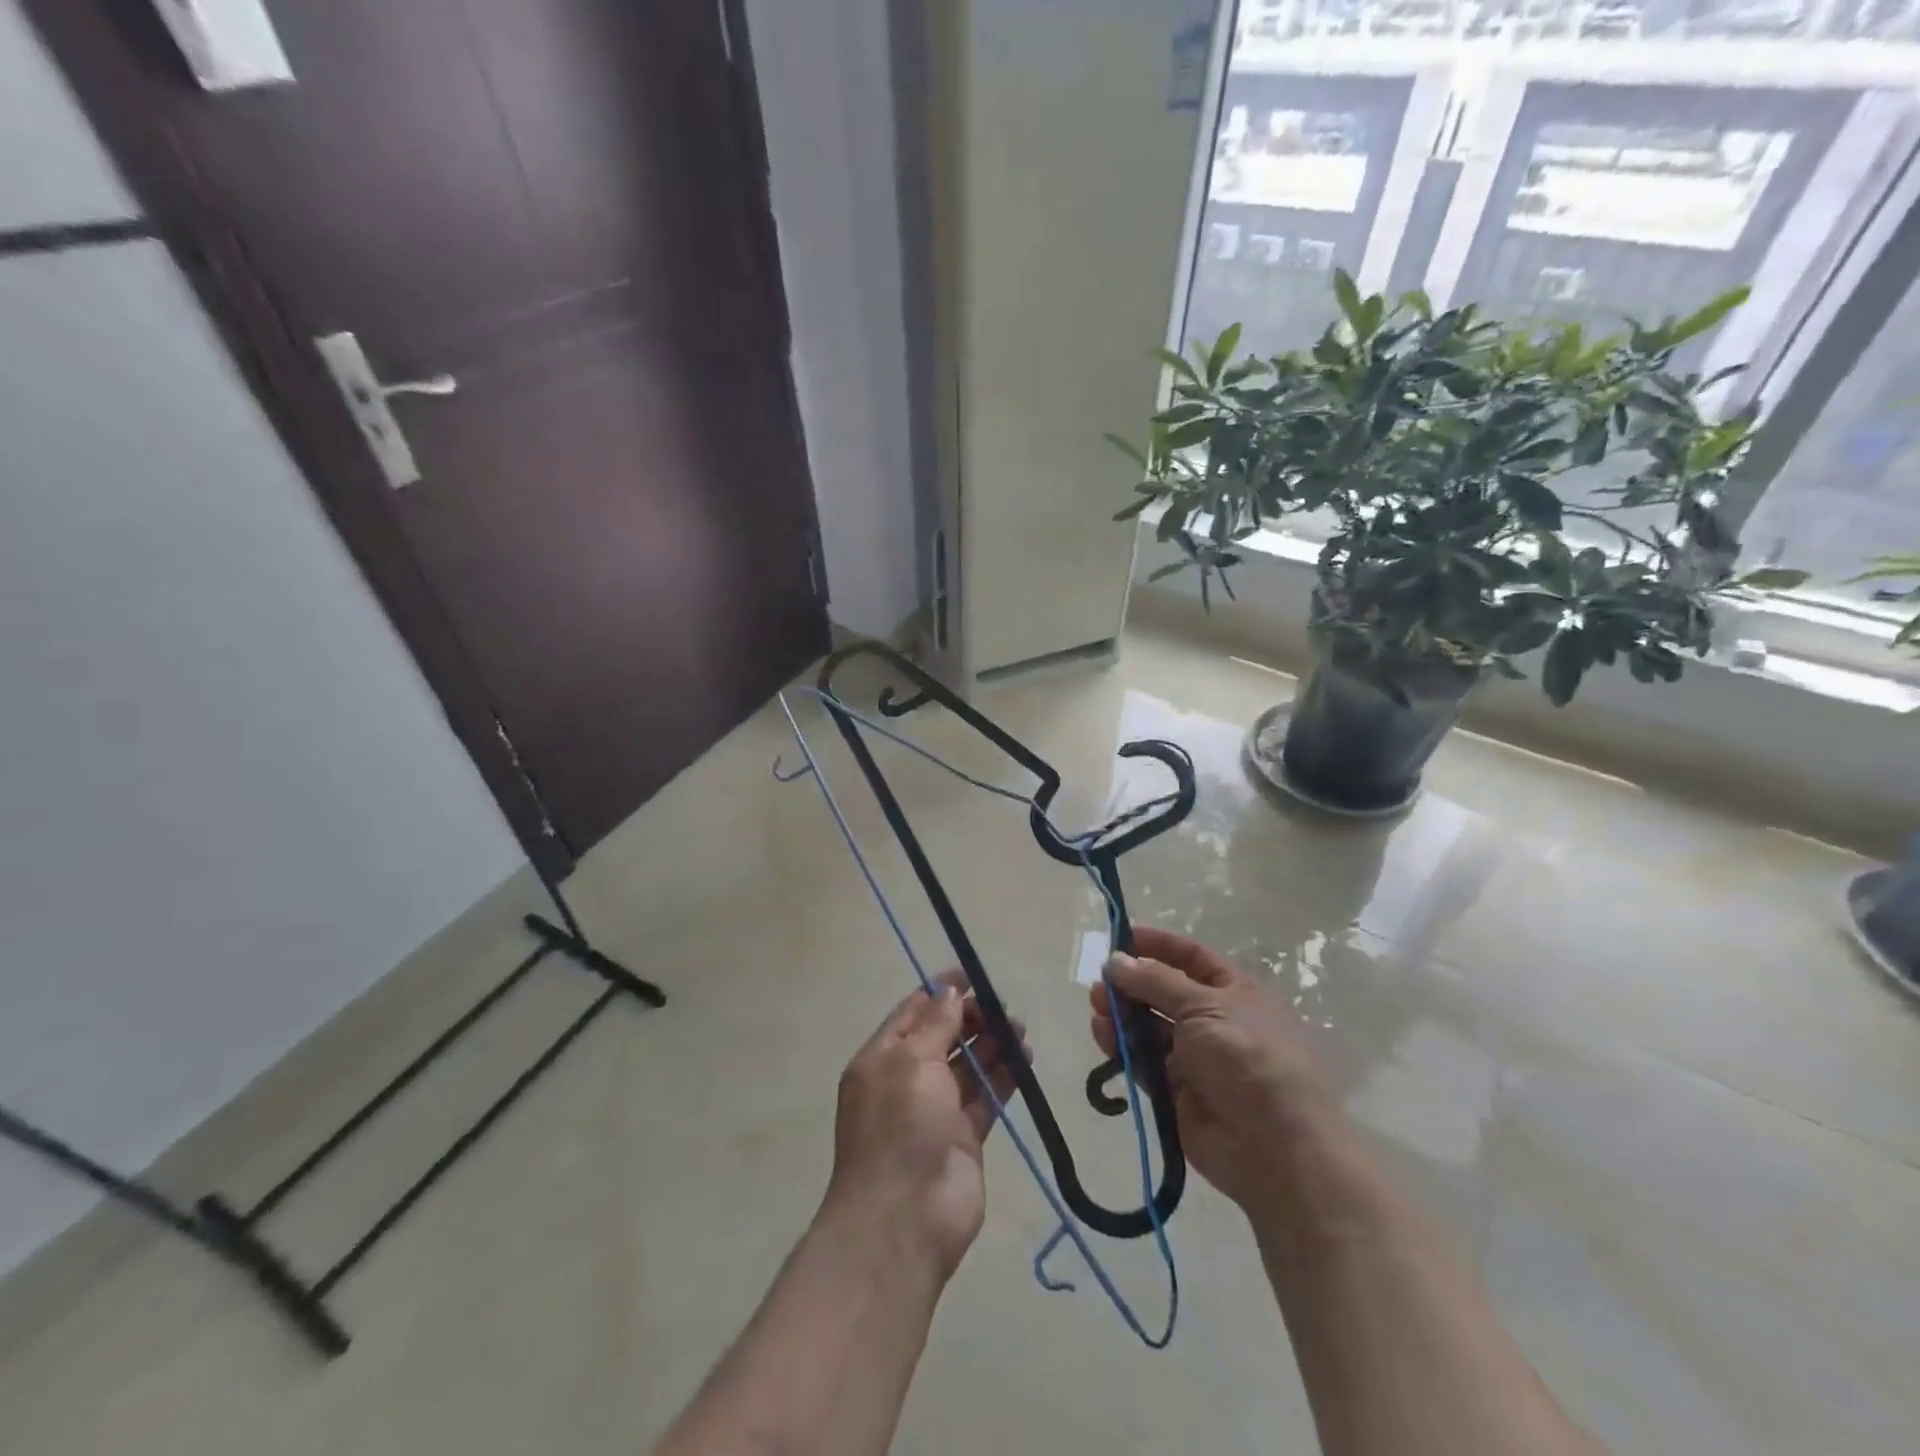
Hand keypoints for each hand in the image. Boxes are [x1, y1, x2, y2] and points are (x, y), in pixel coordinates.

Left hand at [826, 970, 1025, 1276]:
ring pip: (968, 1065)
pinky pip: (986, 1096)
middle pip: (943, 1036)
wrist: (904, 1218)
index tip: (973, 977)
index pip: (913, 1012)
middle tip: (1003, 1008)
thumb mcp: (911, 1062)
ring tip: (1020, 1030)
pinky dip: (1005, 1077)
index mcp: (881, 1058)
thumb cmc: (899, 1126)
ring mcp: (936, 1110)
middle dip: (972, 1018)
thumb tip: (950, 992)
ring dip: (993, 1045)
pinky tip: (1025, 1060)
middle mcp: (907, 1080)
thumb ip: (935, 1025)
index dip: (941, 992)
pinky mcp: (965, 1136)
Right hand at [1089, 926, 1334, 1212]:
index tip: (1121, 937)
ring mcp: (1195, 1057)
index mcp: (1234, 992)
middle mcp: (1214, 1020)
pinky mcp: (1176, 1090)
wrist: (1276, 1146)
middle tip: (1101, 980)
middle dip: (1132, 983)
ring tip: (1097, 1005)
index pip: (1191, 958)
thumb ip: (1155, 982)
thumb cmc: (1247, 1057)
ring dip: (1122, 1013)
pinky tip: (1102, 1033)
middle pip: (1164, 992)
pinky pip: (1142, 1060)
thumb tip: (1115, 960)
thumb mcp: (1204, 1006)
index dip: (1158, 945)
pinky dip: (1121, 1046)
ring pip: (1149, 1026)